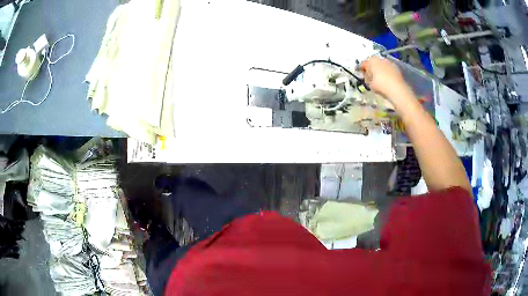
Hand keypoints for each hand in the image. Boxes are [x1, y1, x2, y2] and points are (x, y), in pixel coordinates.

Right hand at [359, 56, 409, 100]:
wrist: (396, 89)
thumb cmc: (380, 85)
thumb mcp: (370, 84)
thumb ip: (367, 78)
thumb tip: (368, 76)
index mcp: (371, 61)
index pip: (364, 63)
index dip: (361, 69)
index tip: (361, 73)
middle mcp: (379, 59)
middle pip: (373, 62)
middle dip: (372, 67)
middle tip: (371, 75)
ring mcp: (389, 62)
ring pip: (382, 64)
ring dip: (380, 69)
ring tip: (380, 77)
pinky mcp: (396, 67)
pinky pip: (389, 68)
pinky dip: (387, 71)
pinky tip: (388, 78)